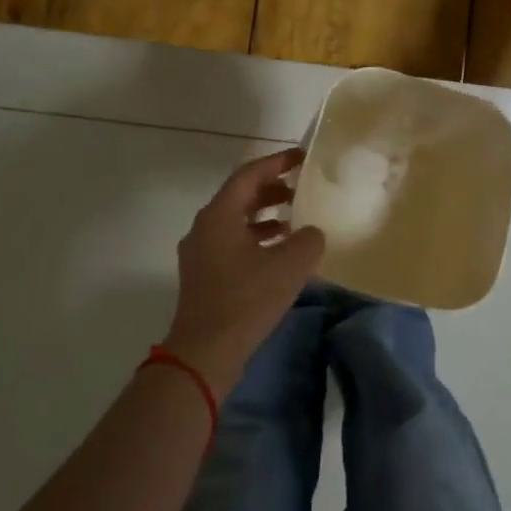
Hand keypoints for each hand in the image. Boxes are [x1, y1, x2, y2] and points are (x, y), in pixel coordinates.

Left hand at [166, 148, 325, 397]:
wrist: (205, 352)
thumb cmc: (246, 300)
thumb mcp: (290, 266)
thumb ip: (308, 240)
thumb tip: (310, 233)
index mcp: (219, 215)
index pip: (249, 175)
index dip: (277, 162)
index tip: (301, 158)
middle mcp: (204, 227)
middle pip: (240, 196)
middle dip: (272, 189)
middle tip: (302, 188)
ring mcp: (200, 252)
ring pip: (236, 221)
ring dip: (265, 216)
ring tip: (296, 219)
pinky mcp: (204, 275)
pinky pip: (232, 243)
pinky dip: (256, 238)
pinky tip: (280, 253)